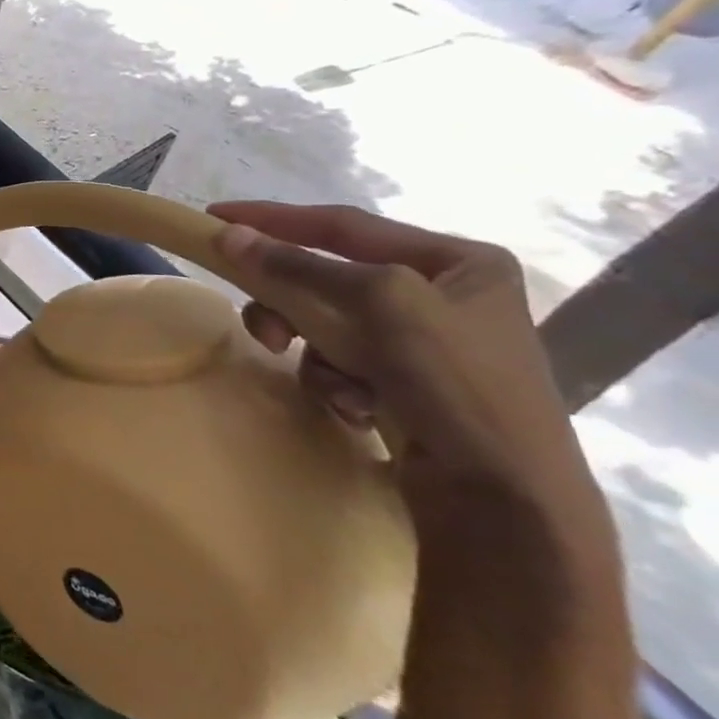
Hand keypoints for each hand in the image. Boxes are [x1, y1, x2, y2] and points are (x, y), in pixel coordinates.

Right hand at [208, 201, 603, 533]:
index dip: (274, 219)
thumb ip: (299, 266)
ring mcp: (424, 344)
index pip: (343, 225)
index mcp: (458, 261)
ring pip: (325, 324)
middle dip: (293, 306)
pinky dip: (335, 382)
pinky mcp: (406, 386)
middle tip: (265, 330)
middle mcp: (443, 295)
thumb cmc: (457, 384)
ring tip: (332, 385)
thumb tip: (228, 235)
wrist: (504, 499)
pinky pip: (339, 362)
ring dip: (316, 352)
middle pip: (327, 279)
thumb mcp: (379, 305)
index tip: (214, 218)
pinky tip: (358, 408)